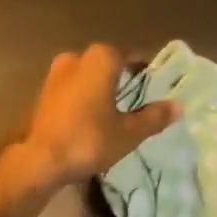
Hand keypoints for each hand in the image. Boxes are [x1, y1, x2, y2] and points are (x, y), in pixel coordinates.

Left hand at [17, 45, 179, 188]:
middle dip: (122, 78)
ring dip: (100, 87)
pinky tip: (91, 117)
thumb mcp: (128, 132)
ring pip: (88, 75)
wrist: (39, 159)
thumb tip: (178, 106)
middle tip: (138, 100)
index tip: (155, 85)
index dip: (145, 70)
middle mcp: (77, 57)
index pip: (132, 56)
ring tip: (116, 110)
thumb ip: (153, 116)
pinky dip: (83, 97)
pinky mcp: (43, 91)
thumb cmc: (89, 139)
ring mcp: (56, 72)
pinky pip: (72, 88)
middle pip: (108, 63)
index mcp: (101, 58)